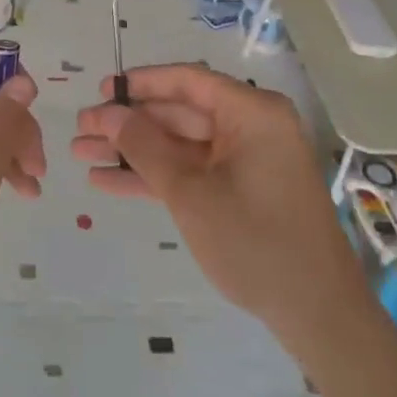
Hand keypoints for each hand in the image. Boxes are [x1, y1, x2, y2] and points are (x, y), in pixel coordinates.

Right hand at [72, 64, 361, 356]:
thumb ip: (144, 147)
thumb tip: (107, 112)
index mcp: (251, 112)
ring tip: (81, 155)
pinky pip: (191, 172)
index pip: (188, 81)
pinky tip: (108, 181)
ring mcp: (245, 161)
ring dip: (133, 152)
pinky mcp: (240, 190)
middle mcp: (250, 127)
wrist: (317, 315)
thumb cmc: (255, 242)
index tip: (102, 89)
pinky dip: (154, 177)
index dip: (141, 83)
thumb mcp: (191, 193)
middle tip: (80, 130)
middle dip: (128, 124)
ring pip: (179, 145)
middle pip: (179, 113)